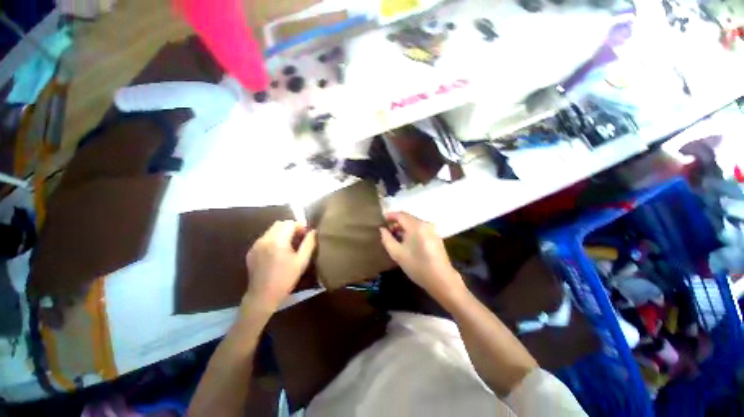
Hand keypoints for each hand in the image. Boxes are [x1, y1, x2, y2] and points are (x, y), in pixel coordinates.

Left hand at [244, 221, 316, 312]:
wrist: (263, 296)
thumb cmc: (286, 278)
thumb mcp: (302, 261)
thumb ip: (309, 243)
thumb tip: (313, 231)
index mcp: (277, 240)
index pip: (289, 223)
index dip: (300, 226)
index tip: (306, 235)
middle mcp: (264, 239)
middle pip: (279, 224)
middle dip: (291, 228)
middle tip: (299, 239)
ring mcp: (256, 245)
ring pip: (271, 230)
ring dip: (282, 233)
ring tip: (289, 245)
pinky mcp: (251, 251)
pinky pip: (265, 238)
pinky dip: (273, 239)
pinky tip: (278, 252)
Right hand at [379, 212, 465, 304]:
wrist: (441, 279)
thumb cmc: (417, 266)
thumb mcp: (397, 254)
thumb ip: (387, 239)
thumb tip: (382, 229)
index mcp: (416, 226)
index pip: (400, 215)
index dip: (390, 216)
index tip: (381, 220)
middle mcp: (425, 224)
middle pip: (408, 217)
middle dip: (396, 222)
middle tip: (387, 230)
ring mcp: (432, 229)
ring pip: (414, 222)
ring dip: (404, 226)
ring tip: (395, 236)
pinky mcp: (436, 235)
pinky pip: (420, 228)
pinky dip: (412, 230)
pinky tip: (407, 240)